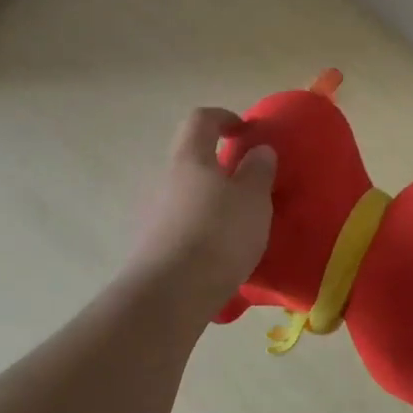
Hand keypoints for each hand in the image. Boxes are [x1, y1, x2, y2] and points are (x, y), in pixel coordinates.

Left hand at [126, 108, 276, 316]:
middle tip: (250, 184)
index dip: (224, 118)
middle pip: (191, 158)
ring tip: (241, 224)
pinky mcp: (153, 246)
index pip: (201, 119)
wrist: (171, 294)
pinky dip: (203, 229)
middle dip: (220, 166)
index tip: (247, 132)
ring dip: (212, 201)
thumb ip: (258, 170)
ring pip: (187, 194)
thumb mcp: (253, 199)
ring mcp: (154, 214)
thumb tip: (258, 150)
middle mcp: (165, 179)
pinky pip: (184, 225)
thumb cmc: (218, 234)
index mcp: (189, 158)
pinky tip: (222, 253)